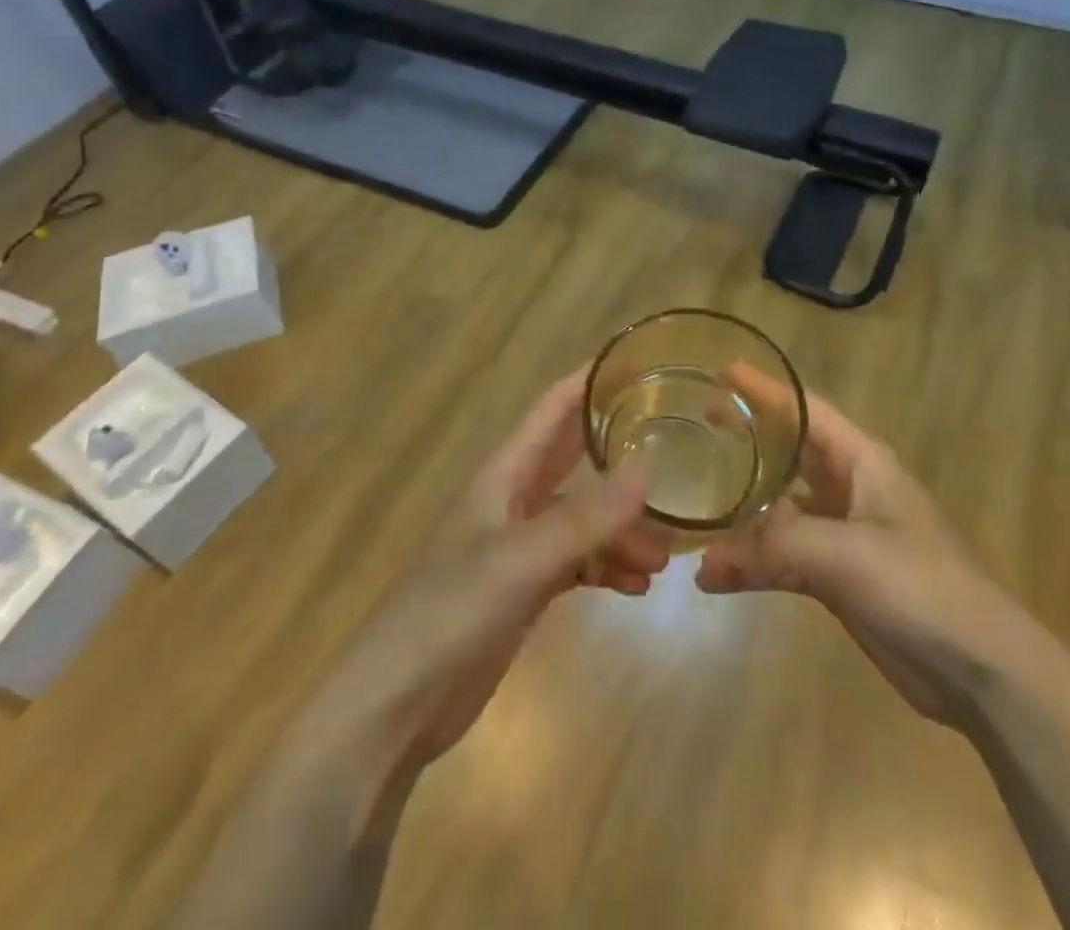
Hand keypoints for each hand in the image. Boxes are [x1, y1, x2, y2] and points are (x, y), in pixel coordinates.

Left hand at [311, 368, 666, 780]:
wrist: (393, 707)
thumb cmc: (450, 612)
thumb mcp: (521, 559)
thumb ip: (586, 517)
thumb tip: (649, 465)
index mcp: (503, 474)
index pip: (551, 409)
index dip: (588, 381)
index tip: (636, 362)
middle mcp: (513, 500)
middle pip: (574, 461)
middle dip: (619, 455)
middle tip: (676, 449)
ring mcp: (519, 547)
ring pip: (583, 519)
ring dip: (621, 529)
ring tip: (663, 555)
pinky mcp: (524, 591)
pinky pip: (578, 563)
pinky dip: (606, 568)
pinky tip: (636, 586)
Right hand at [696, 387, 1036, 728]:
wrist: (982, 670)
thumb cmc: (921, 586)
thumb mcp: (847, 554)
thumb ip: (774, 548)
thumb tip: (705, 562)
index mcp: (862, 461)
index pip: (805, 409)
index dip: (764, 388)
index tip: (721, 372)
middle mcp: (850, 487)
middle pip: (790, 450)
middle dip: (748, 436)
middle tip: (699, 424)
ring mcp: (844, 533)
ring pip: (782, 506)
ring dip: (743, 506)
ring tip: (698, 498)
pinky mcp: (838, 576)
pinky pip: (784, 555)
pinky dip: (752, 562)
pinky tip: (716, 576)